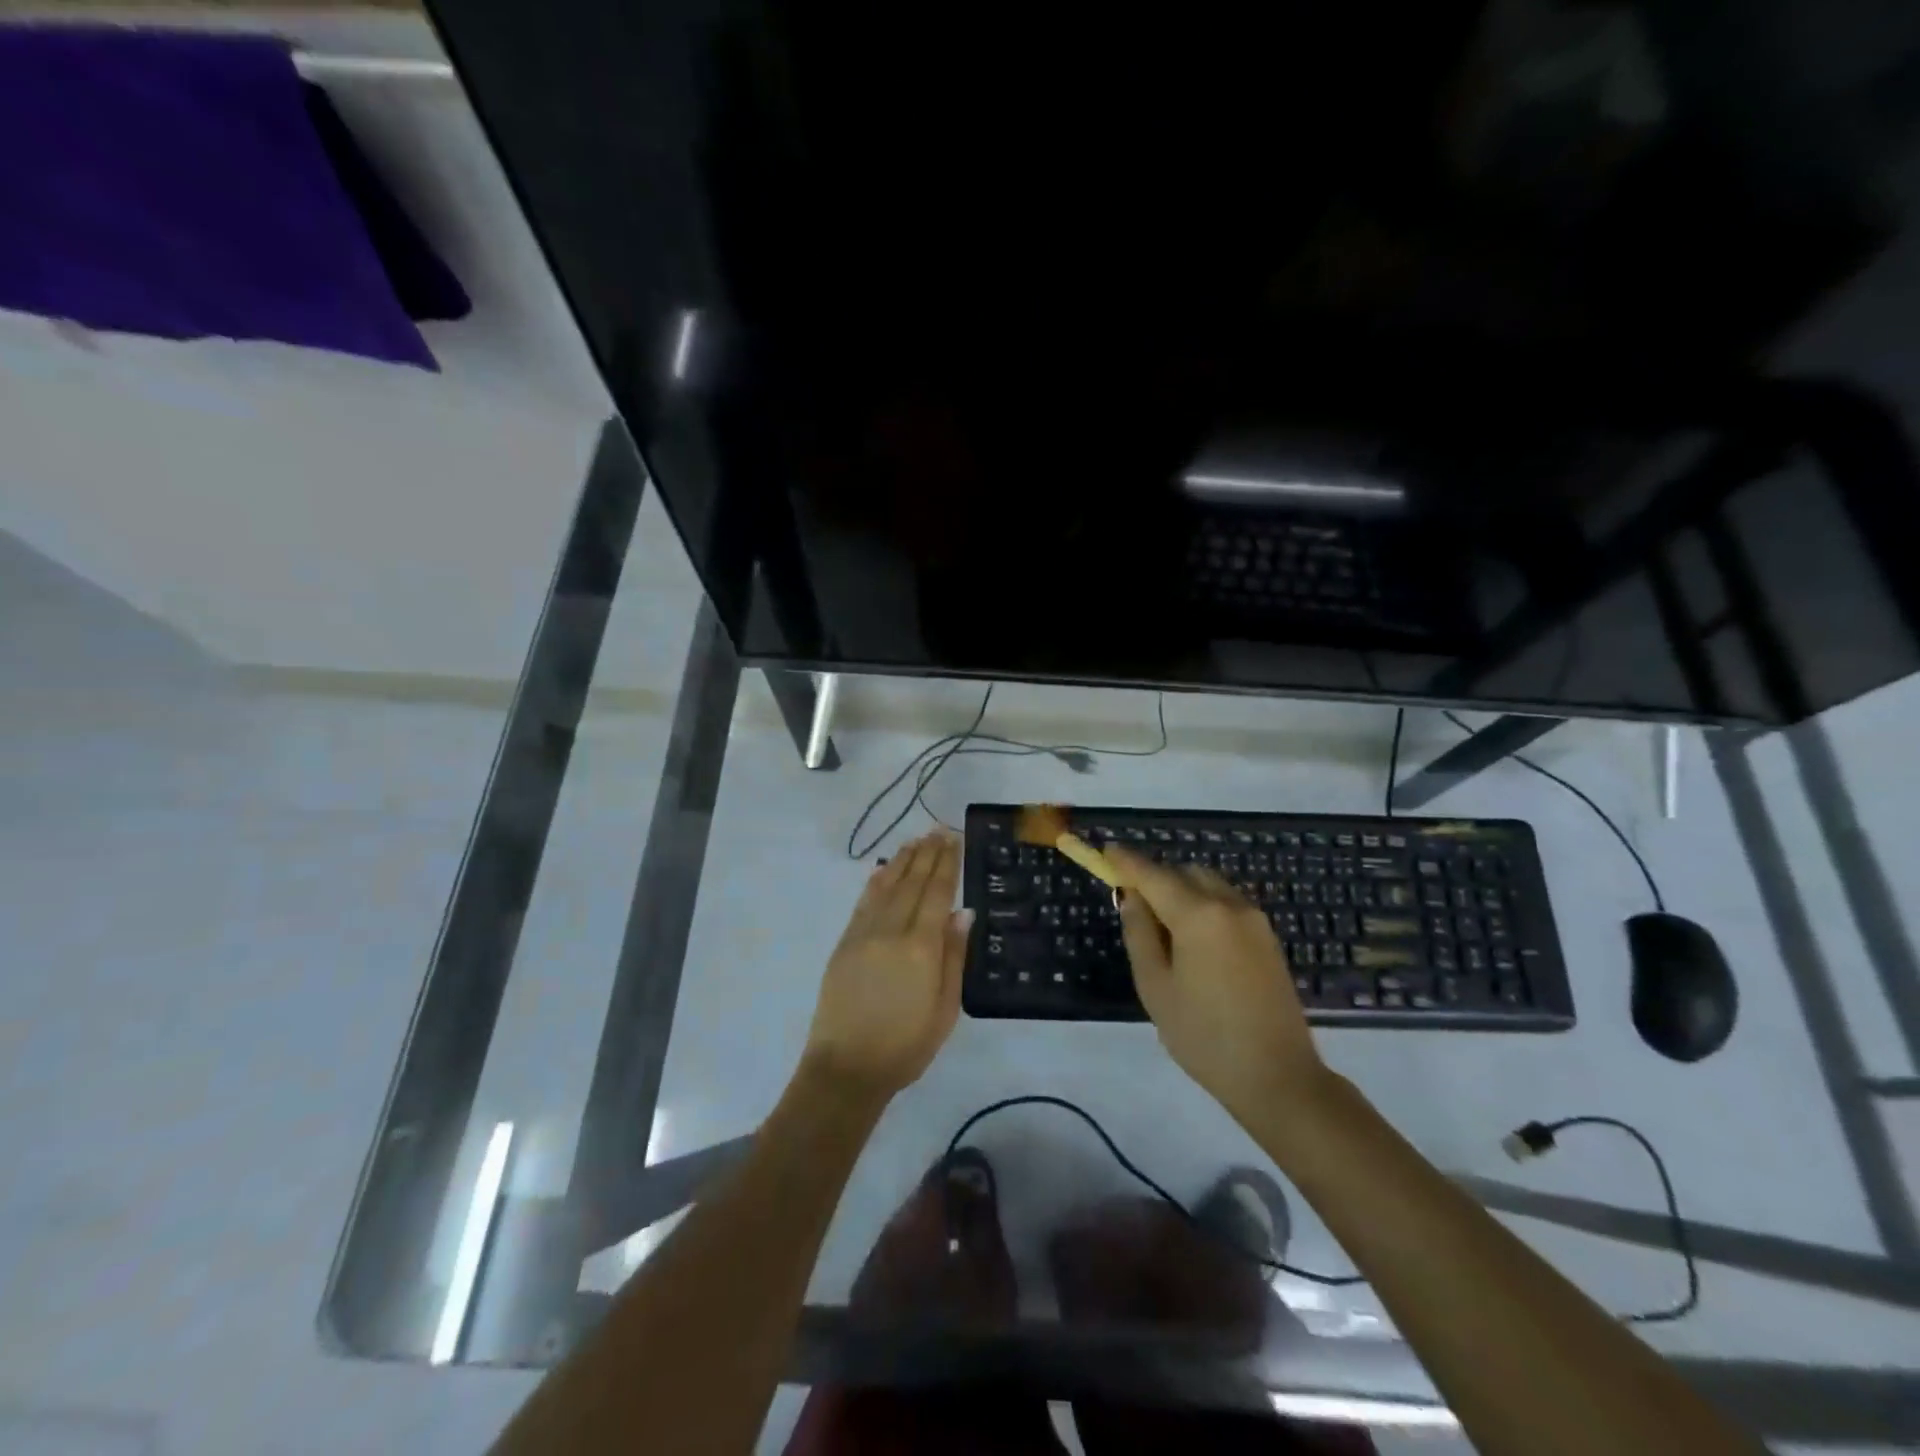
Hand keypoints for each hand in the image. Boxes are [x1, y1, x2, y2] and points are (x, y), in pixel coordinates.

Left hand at [805, 832, 968, 1100]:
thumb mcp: (944, 1009)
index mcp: (921, 947)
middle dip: (927, 854)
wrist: (846, 1068)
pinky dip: (875, 881)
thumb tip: (964, 913)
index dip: (947, 864)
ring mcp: (864, 934)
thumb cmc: (906, 1046)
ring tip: (915, 840)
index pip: (937, 894)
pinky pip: (863, 903)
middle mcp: (891, 931)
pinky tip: (882, 869)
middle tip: (939, 829)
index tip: (954, 840)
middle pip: (912, 883)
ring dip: (902, 860)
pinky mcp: (845, 943)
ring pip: (886, 886)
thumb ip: (954, 958)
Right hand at [1106, 842, 1326, 1119]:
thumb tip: (1131, 898)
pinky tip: (1194, 941)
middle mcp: (1230, 905)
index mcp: (1198, 915)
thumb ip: (1139, 934)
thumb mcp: (1156, 987)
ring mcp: (1255, 920)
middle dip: (1157, 878)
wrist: (1277, 1077)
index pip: (1154, 875)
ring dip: (1182, 890)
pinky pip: (1228, 904)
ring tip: (1164, 928)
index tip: (1106, 850)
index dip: (1127, 861)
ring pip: (1210, 885)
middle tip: (1133, 903)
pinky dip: (1204, 906)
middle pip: (1185, 873)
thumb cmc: (1203, 1036)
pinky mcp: (1268, 938)